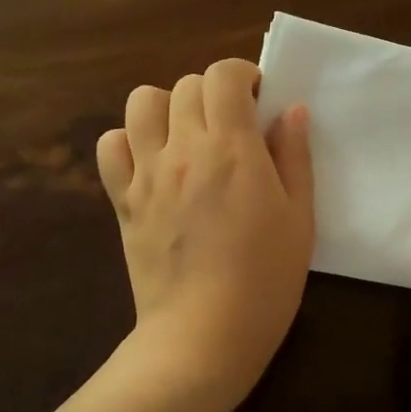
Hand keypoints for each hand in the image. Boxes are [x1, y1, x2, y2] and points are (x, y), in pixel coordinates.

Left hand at [96, 58, 314, 411]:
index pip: (223, 75)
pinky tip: (152, 163)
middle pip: (185, 85)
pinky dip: (128, 141)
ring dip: (168, 107)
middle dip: (213, 93)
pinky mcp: (123, 201)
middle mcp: (183, 149)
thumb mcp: (300, 218)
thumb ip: (295, 157)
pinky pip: (110, 146)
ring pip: (141, 103)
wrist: (203, 336)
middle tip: (232, 125)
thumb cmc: (266, 280)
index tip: (258, 99)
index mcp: (232, 148)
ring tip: (188, 136)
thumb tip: (289, 110)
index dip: (243, 75)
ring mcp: (147, 174)